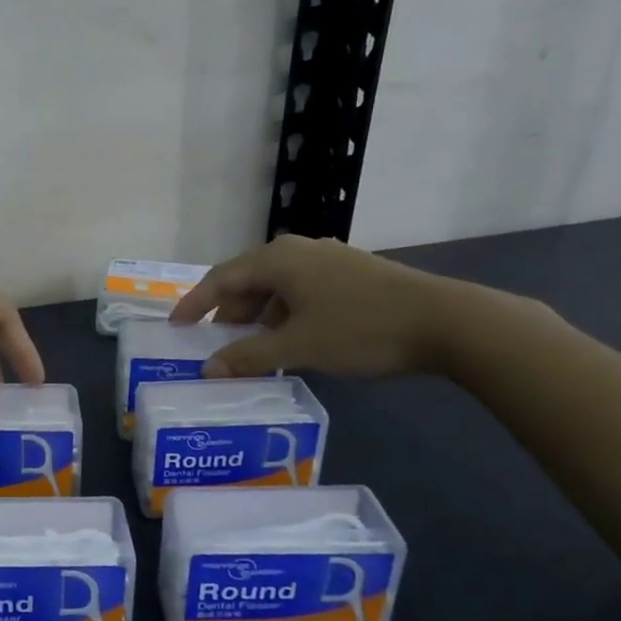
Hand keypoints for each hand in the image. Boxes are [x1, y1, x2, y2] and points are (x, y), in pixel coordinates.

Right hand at [169, 236, 463, 379]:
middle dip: (228, 312)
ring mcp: (327, 259)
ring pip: (276, 286)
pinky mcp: (351, 273)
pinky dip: (285, 313)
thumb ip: (248, 356)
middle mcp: (297, 250)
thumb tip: (207, 369)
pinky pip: (301, 290)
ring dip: (258, 315)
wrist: (446, 322)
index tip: (175, 327)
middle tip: (215, 344)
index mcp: (277, 259)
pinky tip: (292, 339)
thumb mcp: (299, 346)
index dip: (195, 303)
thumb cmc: (361, 329)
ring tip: (252, 347)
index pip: (221, 278)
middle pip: (247, 279)